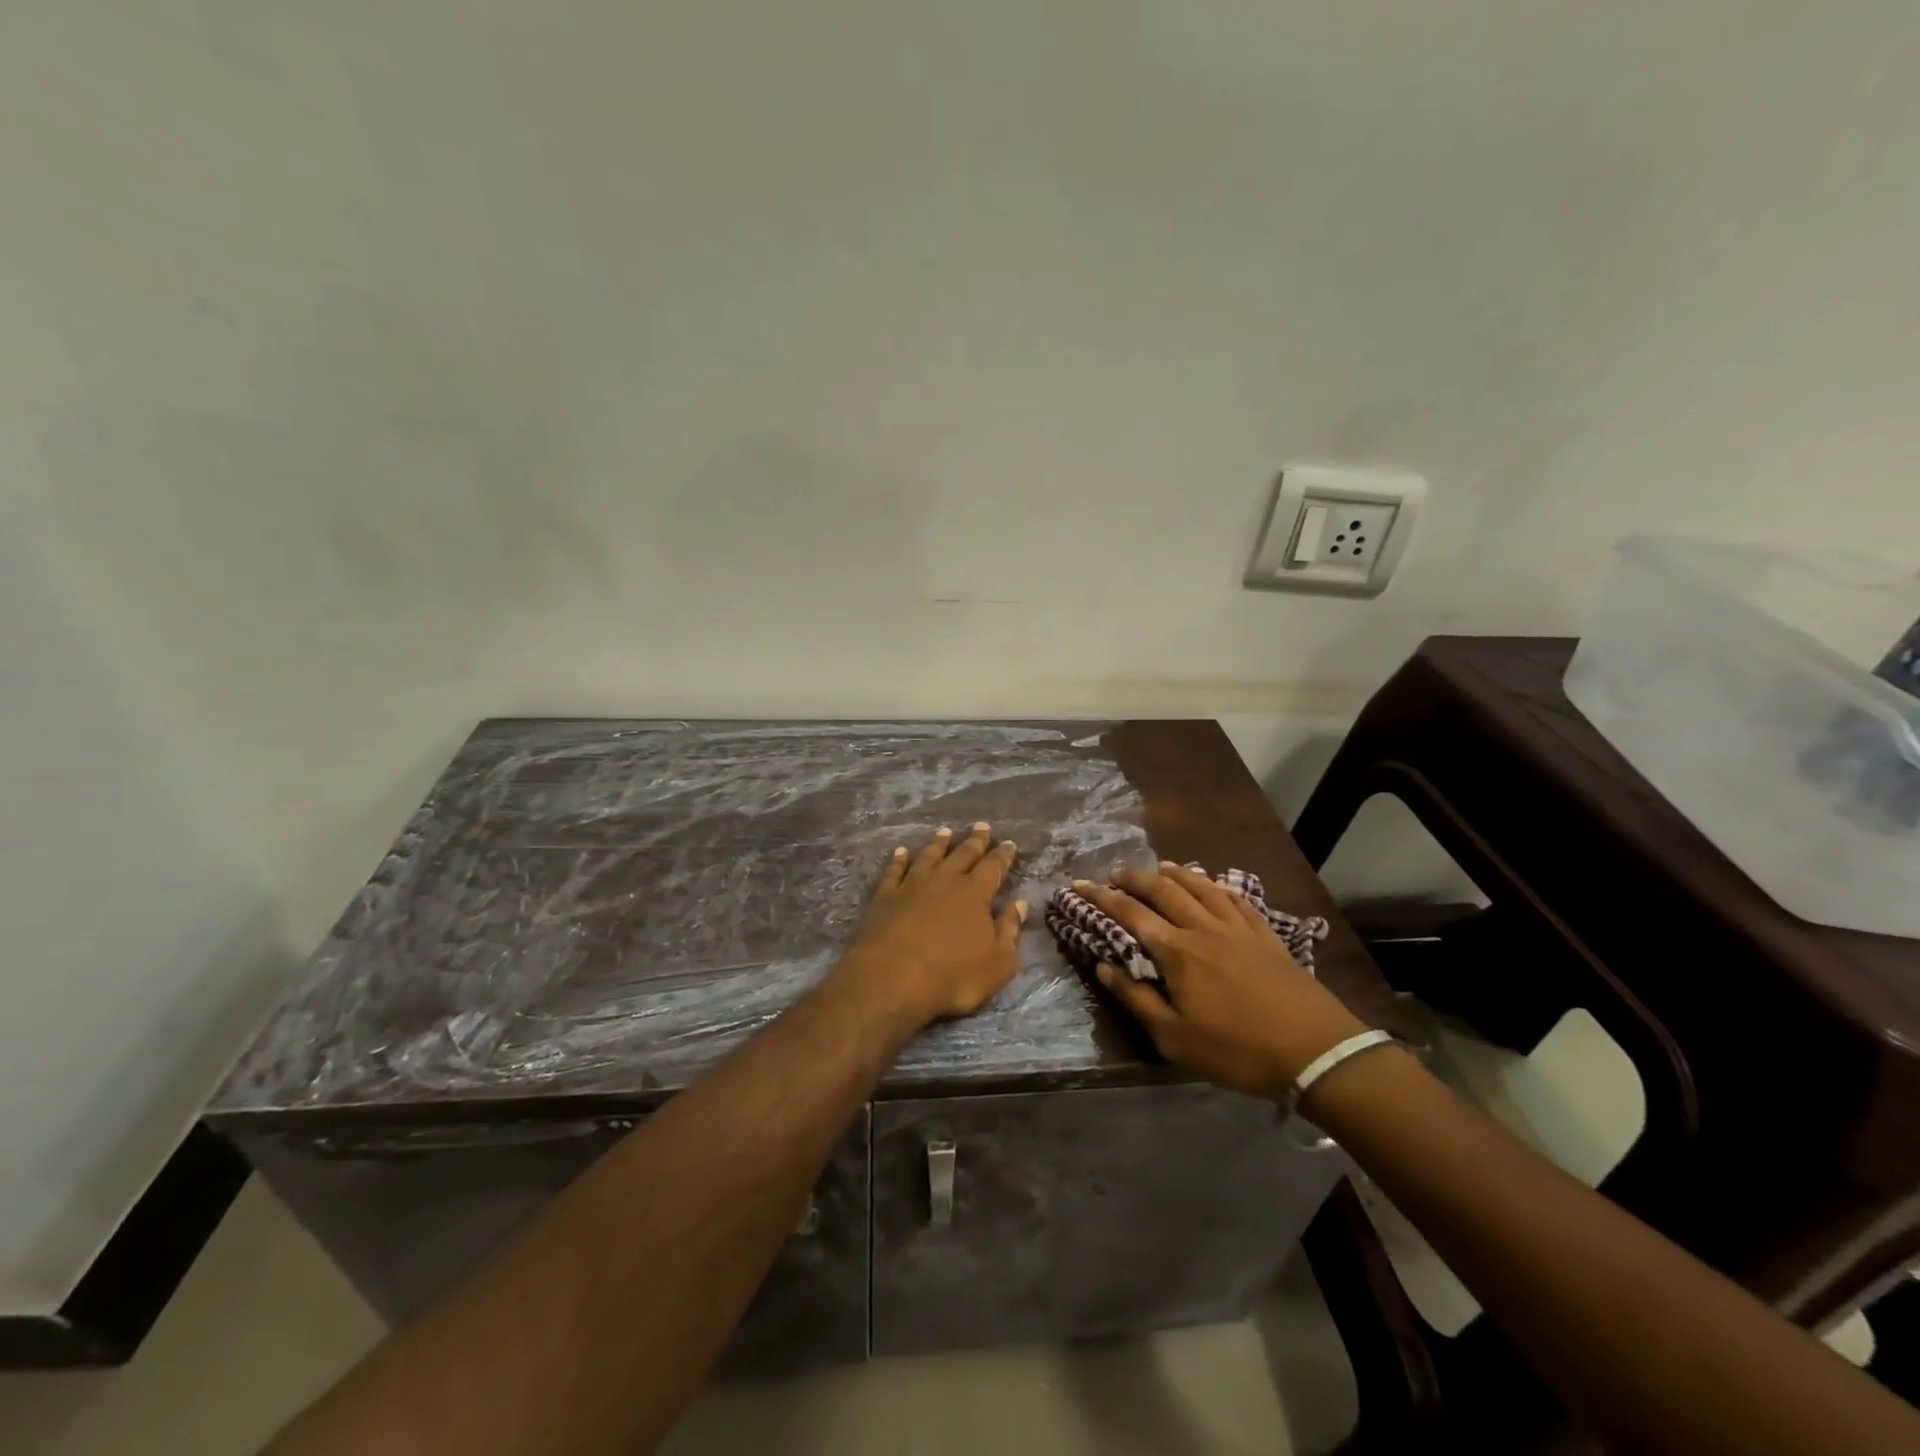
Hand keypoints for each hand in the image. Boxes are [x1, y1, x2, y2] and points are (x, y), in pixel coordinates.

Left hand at [828, 824, 1026, 1032]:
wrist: (890, 979)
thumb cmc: (951, 977)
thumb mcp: (997, 963)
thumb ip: (1009, 931)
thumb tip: (1019, 904)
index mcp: (975, 894)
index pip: (994, 867)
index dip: (1003, 855)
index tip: (1009, 843)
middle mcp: (945, 880)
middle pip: (963, 854)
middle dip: (975, 840)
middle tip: (982, 826)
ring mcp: (912, 885)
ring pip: (929, 856)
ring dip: (938, 843)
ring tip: (945, 831)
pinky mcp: (885, 896)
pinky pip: (895, 870)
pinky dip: (899, 859)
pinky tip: (901, 852)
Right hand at [1076, 862, 1368, 1100]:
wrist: (1315, 1050)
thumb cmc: (1237, 1050)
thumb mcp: (1175, 1038)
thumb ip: (1136, 999)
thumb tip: (1103, 967)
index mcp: (1177, 952)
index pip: (1130, 914)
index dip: (1101, 897)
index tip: (1079, 884)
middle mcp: (1203, 928)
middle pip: (1163, 890)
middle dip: (1135, 878)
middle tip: (1116, 873)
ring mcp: (1238, 928)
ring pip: (1200, 887)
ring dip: (1175, 873)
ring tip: (1159, 867)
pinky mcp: (1266, 935)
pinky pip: (1236, 899)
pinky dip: (1217, 886)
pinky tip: (1213, 885)